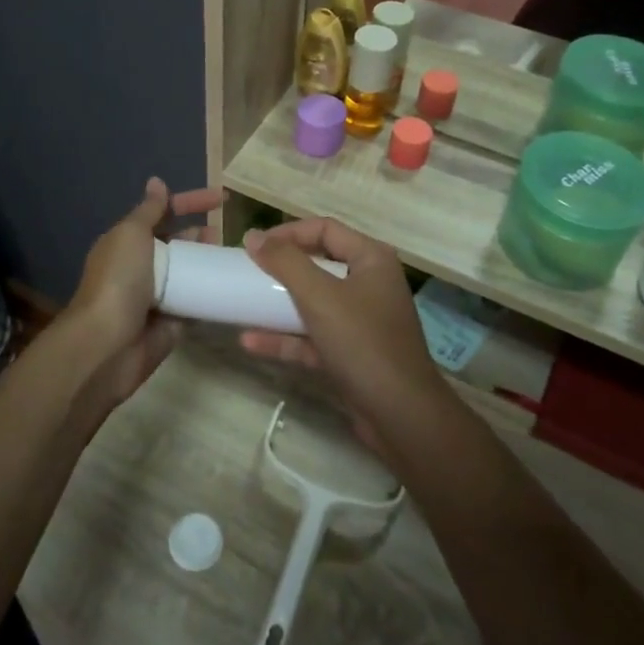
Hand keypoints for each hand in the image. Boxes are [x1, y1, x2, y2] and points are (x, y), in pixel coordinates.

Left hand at [64, 178, 222, 412]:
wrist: (107, 344)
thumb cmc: (118, 281)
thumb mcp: (131, 234)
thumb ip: (149, 210)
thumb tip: (157, 182)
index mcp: (128, 242)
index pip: (164, 213)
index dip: (191, 202)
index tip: (222, 198)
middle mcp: (141, 267)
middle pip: (178, 243)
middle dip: (201, 235)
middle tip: (225, 234)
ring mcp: (157, 296)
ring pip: (189, 273)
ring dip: (209, 264)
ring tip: (232, 259)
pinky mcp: (171, 324)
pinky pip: (196, 304)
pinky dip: (212, 295)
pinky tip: (233, 287)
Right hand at [239, 218, 450, 432]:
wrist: (401, 415)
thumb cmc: (363, 342)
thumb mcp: (320, 296)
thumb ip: (285, 262)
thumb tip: (253, 236)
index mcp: (372, 259)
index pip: (326, 229)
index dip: (289, 232)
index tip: (255, 246)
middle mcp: (369, 284)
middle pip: (319, 264)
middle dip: (281, 269)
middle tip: (247, 273)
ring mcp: (361, 322)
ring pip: (314, 303)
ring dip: (278, 305)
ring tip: (242, 305)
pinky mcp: (351, 354)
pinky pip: (313, 337)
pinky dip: (286, 338)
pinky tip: (251, 342)